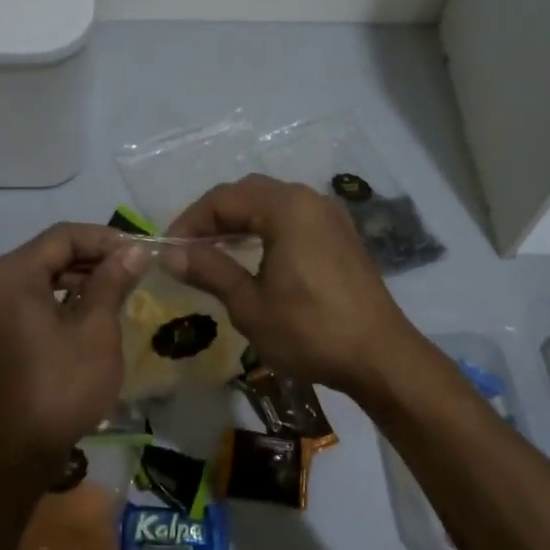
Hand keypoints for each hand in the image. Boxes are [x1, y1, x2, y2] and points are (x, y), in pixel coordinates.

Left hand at [0, 223, 149, 481]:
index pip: (64, 237)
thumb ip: (112, 282)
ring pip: (40, 279)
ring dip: (79, 281)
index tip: (142, 252)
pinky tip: (91, 315)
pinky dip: (60, 302)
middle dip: (94, 259)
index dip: (106, 239)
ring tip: (120, 292)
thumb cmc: (58, 388)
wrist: (10, 456)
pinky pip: (29, 303)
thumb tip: (132, 251)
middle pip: (49, 255)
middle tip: (136, 272)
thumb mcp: (96, 331)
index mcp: (9, 274)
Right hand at [164, 174, 423, 394]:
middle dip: (214, 217)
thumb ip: (210, 270)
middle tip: (189, 250)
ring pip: (272, 204)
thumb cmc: (310, 331)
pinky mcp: (341, 236)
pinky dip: (266, 229)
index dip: (190, 221)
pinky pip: (294, 218)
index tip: (169, 251)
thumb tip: (170, 254)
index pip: (223, 199)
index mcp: (286, 208)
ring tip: (214, 253)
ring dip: (240, 222)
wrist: (380, 356)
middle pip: (249, 193)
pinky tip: (253, 257)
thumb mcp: (250, 305)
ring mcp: (330, 217)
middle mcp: (309, 200)